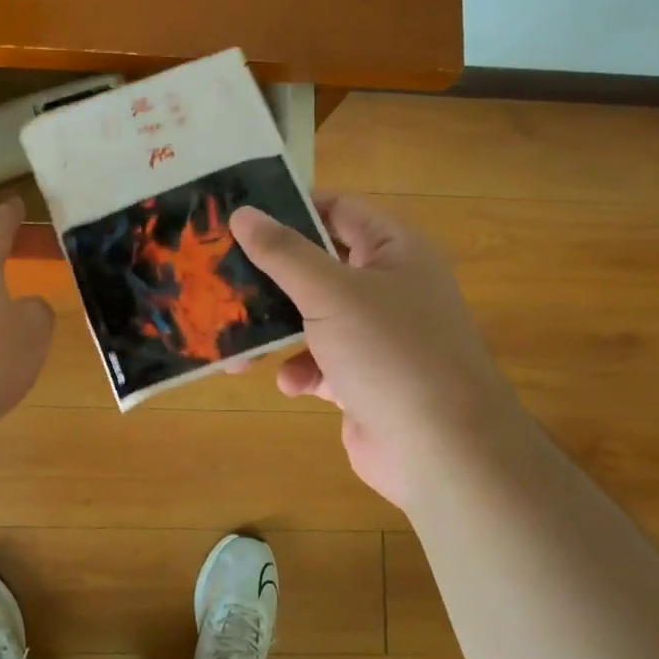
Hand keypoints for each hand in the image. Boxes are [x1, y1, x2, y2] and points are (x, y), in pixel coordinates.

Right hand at [231, 194, 526, 508]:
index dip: (291, 208)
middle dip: (271, 276)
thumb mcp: (330, 292)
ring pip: (312, 318)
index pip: (338, 210)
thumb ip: (283, 252)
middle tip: (218, 275)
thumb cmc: (389, 352)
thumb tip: (242, 213)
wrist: (440, 450)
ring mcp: (377, 336)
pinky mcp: (363, 379)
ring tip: (233, 337)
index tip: (239, 217)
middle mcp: (388, 287)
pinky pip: (320, 363)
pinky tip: (291, 384)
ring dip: (275, 329)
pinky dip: (301, 370)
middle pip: (318, 266)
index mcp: (394, 250)